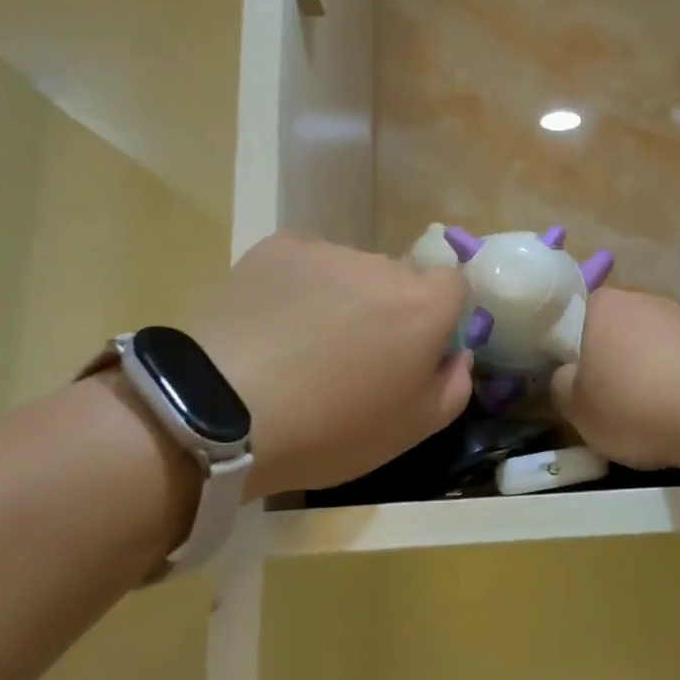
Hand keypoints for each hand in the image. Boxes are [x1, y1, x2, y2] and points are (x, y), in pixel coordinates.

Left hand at [192, 234, 472, 498]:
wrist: (221, 412)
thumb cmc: (330, 430)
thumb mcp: (411, 431)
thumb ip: (454, 387)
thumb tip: (458, 355)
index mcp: (424, 307)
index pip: (454, 286)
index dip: (440, 316)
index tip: (416, 350)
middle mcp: (383, 266)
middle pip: (400, 280)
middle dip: (389, 309)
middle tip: (355, 356)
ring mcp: (327, 252)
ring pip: (352, 270)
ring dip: (344, 297)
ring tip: (303, 344)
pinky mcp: (277, 248)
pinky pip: (306, 263)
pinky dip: (300, 287)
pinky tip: (273, 325)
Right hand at [551, 289, 679, 471]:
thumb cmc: (634, 405)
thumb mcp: (577, 409)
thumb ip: (563, 385)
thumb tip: (568, 375)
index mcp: (602, 305)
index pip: (574, 315)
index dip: (570, 346)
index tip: (572, 377)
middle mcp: (642, 299)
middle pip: (615, 328)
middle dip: (610, 356)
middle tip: (604, 396)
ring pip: (650, 343)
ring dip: (645, 368)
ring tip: (645, 409)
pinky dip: (675, 379)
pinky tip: (677, 409)